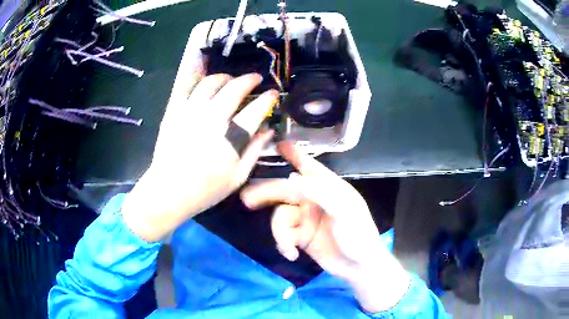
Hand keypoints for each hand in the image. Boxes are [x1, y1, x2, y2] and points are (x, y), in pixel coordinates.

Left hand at [122, 62, 278, 241]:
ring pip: (211, 82)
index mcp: (232, 137)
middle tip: (255, 79)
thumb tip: (269, 130)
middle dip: (249, 79)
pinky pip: (185, 85)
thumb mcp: (238, 177)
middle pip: (234, 88)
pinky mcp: (174, 110)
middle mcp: (213, 118)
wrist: (169, 191)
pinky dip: (195, 74)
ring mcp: (191, 111)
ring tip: (229, 79)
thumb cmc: (206, 189)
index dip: (268, 98)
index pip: (256, 109)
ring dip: (225, 77)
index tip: (273, 94)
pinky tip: (202, 69)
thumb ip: (255, 151)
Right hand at [241, 142, 410, 311]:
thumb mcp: (344, 211)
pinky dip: (283, 244)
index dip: (294, 154)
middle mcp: (314, 200)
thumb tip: (292, 177)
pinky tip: (292, 254)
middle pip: (284, 191)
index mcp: (328, 188)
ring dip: (280, 233)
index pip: (309, 166)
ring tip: (289, 247)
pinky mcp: (300, 236)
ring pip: (281, 216)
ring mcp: (306, 219)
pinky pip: (283, 234)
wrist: (357, 266)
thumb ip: (319, 193)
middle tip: (247, 199)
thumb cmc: (358, 234)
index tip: (278, 144)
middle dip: (266, 194)